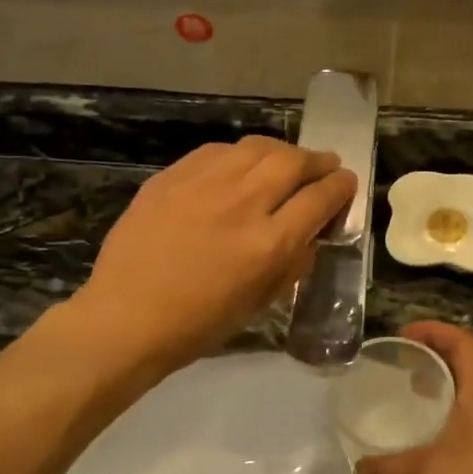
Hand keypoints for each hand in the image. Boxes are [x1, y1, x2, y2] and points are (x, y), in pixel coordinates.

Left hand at [73, 136, 356, 373]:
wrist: (126, 317)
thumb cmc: (196, 325)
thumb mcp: (258, 305)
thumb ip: (291, 265)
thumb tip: (310, 235)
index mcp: (269, 244)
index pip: (319, 199)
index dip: (340, 188)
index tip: (346, 183)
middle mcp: (243, 203)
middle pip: (292, 162)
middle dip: (317, 161)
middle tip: (324, 166)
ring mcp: (204, 184)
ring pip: (256, 148)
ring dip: (280, 151)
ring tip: (286, 160)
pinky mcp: (172, 176)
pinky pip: (217, 151)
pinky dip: (239, 155)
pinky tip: (240, 165)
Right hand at [355, 323, 472, 473]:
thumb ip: (389, 469)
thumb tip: (359, 467)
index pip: (463, 342)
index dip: (434, 330)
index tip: (403, 334)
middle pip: (472, 359)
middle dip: (438, 352)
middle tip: (404, 360)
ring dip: (450, 379)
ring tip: (417, 390)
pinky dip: (459, 405)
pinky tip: (438, 431)